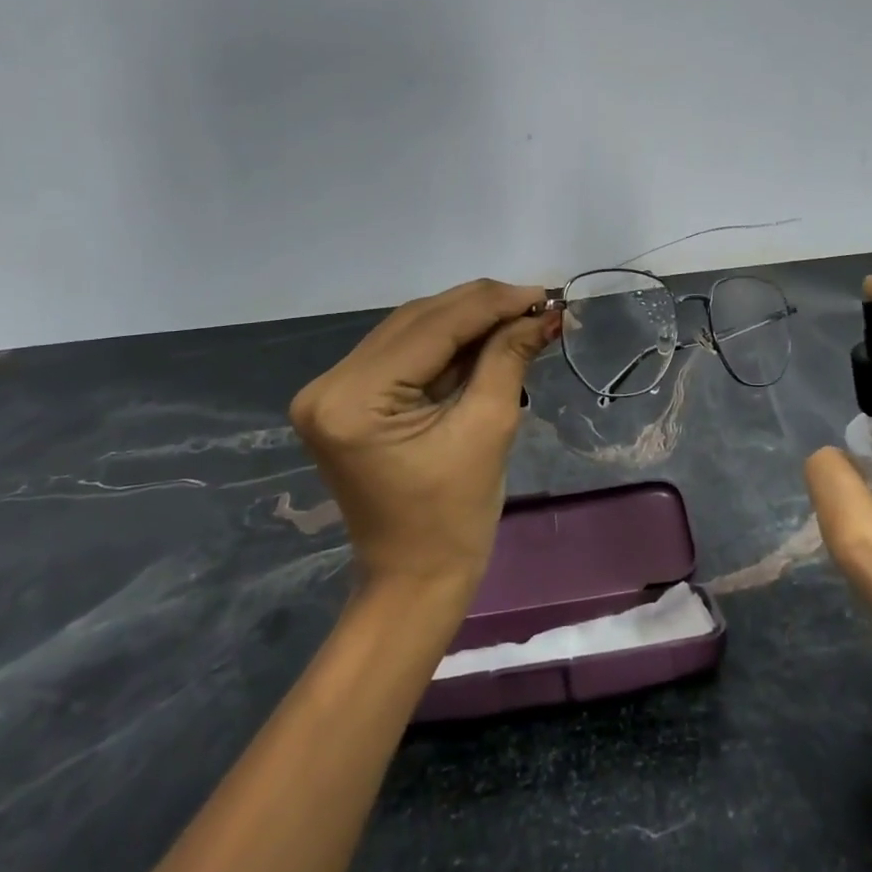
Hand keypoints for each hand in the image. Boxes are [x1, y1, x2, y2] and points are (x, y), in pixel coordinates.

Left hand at [290, 279, 560, 589]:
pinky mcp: (347, 398)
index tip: (542, 293)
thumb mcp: (488, 428)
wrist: (415, 578)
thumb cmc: (454, 517)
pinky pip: (405, 353)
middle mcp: (330, 384)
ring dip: (467, 320)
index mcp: (353, 400)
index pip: (431, 328)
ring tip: (519, 316)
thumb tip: (541, 313)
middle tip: (536, 303)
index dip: (491, 304)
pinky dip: (448, 343)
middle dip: (481, 308)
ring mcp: (332, 390)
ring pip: (411, 330)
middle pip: (416, 321)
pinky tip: (487, 335)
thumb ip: (508, 358)